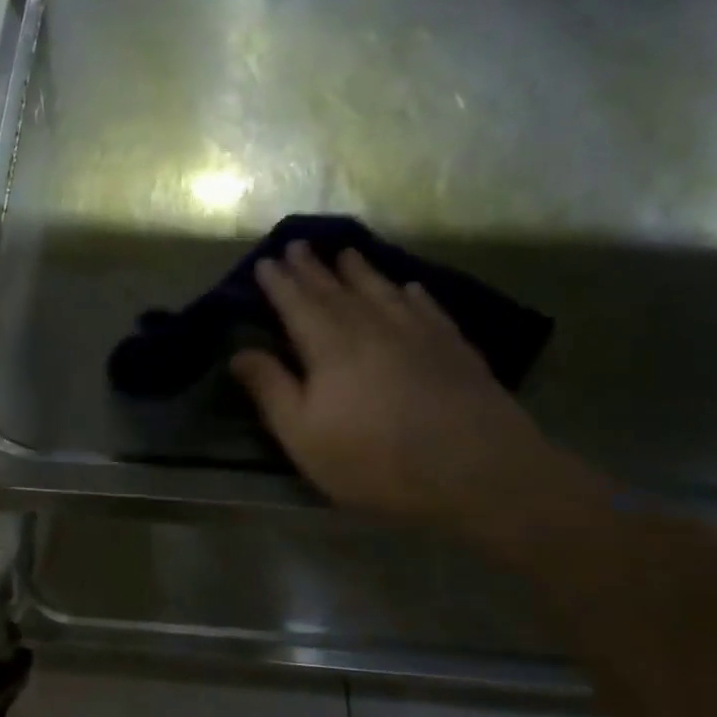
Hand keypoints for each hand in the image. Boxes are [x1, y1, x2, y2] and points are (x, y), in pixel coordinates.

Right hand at [230, 242, 563, 528]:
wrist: (477, 471)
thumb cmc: (374, 459)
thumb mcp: (303, 434)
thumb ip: (271, 389)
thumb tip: (239, 352)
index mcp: (329, 345)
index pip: (297, 303)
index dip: (279, 282)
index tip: (266, 260)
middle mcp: (371, 326)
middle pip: (335, 289)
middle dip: (313, 267)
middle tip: (299, 244)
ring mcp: (417, 333)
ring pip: (382, 291)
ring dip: (360, 271)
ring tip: (347, 253)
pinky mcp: (454, 348)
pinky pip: (428, 308)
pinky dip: (413, 295)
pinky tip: (410, 288)